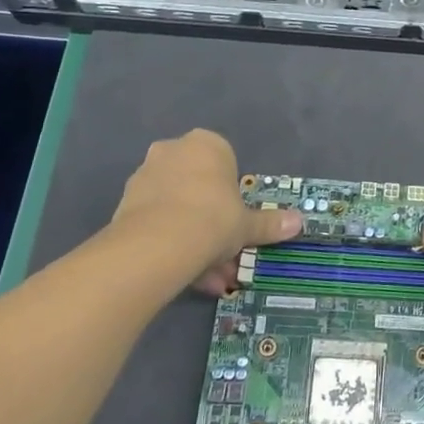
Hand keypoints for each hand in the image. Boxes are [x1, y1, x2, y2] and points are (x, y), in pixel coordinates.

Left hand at [102, 129, 300, 293]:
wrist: (157, 244)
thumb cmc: (213, 218)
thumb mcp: (248, 225)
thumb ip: (269, 223)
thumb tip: (299, 222)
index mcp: (206, 144)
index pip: (226, 161)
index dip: (233, 194)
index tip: (237, 219)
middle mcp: (172, 151)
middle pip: (199, 186)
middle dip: (212, 222)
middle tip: (225, 253)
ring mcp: (145, 176)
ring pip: (178, 208)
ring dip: (193, 238)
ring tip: (209, 278)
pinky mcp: (124, 204)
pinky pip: (157, 223)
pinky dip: (172, 245)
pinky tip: (185, 276)